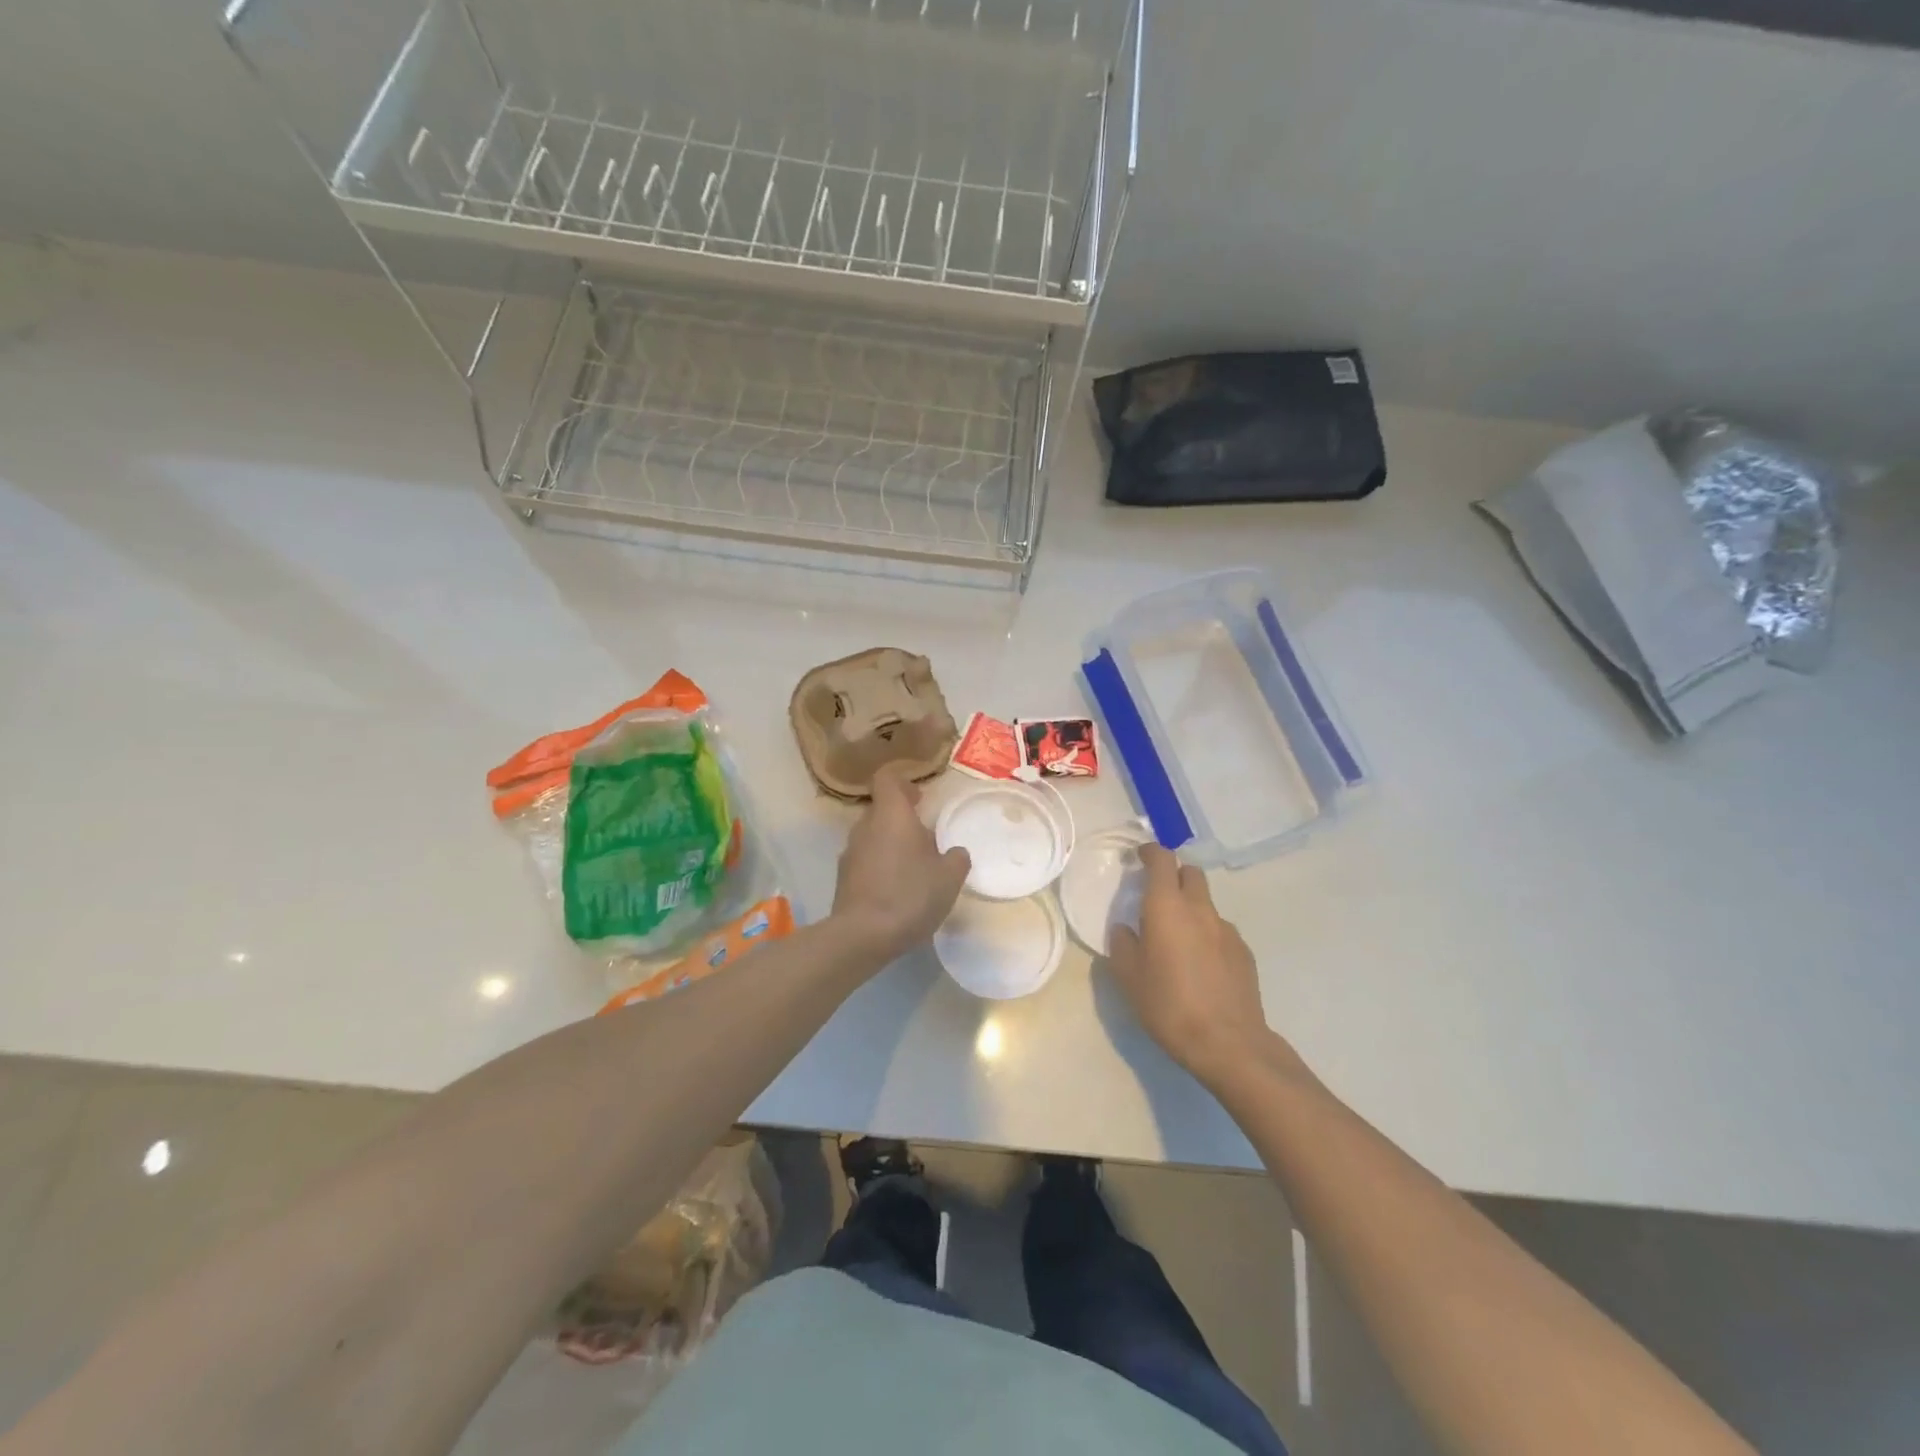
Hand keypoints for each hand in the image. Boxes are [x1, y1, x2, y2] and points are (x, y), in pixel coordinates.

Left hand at [831, 762, 970, 963]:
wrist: (862, 936)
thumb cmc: (910, 894)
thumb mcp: (950, 877)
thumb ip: (957, 858)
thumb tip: (955, 852)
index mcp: (891, 815)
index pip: (887, 779)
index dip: (903, 782)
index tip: (920, 797)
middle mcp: (865, 826)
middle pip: (882, 810)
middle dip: (902, 819)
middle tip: (926, 839)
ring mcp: (850, 853)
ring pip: (873, 836)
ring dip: (891, 845)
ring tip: (914, 869)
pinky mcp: (843, 879)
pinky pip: (865, 861)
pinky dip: (880, 867)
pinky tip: (897, 892)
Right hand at [1107, 845, 1277, 1084]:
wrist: (1227, 1043)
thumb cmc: (1168, 1005)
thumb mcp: (1128, 977)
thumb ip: (1122, 944)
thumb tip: (1125, 929)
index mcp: (1167, 906)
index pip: (1162, 859)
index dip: (1150, 852)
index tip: (1138, 857)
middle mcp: (1199, 908)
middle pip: (1190, 873)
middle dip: (1174, 876)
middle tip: (1157, 897)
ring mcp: (1226, 929)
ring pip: (1207, 903)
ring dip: (1191, 908)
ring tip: (1178, 940)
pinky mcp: (1244, 952)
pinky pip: (1221, 930)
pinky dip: (1208, 934)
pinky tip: (1201, 965)